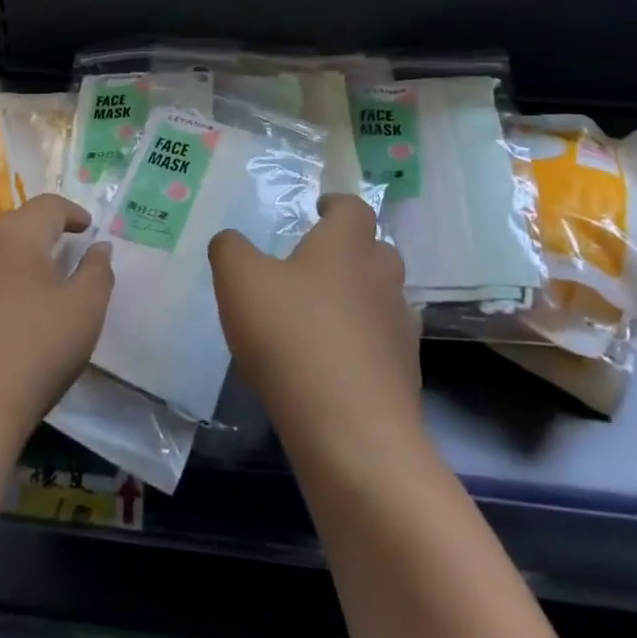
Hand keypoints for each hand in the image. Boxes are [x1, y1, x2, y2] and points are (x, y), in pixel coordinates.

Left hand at [0, 194, 113, 449]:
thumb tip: (99, 247)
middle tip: (51, 257)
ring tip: (4, 273)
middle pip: (6, 221)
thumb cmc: (31, 356)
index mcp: (15, 235)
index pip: (47, 207)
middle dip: (32, 232)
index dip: (71, 213)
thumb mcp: (84, 314)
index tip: (86, 228)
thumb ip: (97, 273)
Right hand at [210, 194, 422, 456]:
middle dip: (349, 252)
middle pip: (375, 251)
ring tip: (319, 317)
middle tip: (313, 265)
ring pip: (382, 299)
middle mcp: (382, 277)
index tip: (318, 210)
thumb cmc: (292, 336)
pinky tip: (330, 365)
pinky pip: (383, 346)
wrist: (352, 432)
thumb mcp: (239, 280)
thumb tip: (231, 241)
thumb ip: (230, 249)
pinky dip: (362, 346)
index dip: (336, 205)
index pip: (354, 207)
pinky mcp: (406, 375)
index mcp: (347, 245)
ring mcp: (400, 328)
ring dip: (357, 300)